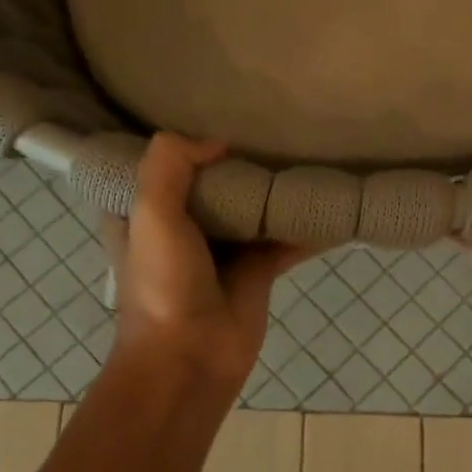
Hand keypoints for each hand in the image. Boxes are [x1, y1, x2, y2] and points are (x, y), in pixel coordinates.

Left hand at [101, 134, 312, 394]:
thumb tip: (218, 145)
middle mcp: (180, 229)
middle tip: (267, 128)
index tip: (202, 114)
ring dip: (272, 192)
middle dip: (235, 162)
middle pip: (211, 184)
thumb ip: (171, 163)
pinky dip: (304, 227)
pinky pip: (284, 241)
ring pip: (251, 210)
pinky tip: (329, 206)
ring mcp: (221, 252)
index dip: (177, 146)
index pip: (155, 168)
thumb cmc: (162, 283)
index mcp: (142, 214)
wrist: (190, 356)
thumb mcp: (150, 211)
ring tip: (304, 156)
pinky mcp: (256, 273)